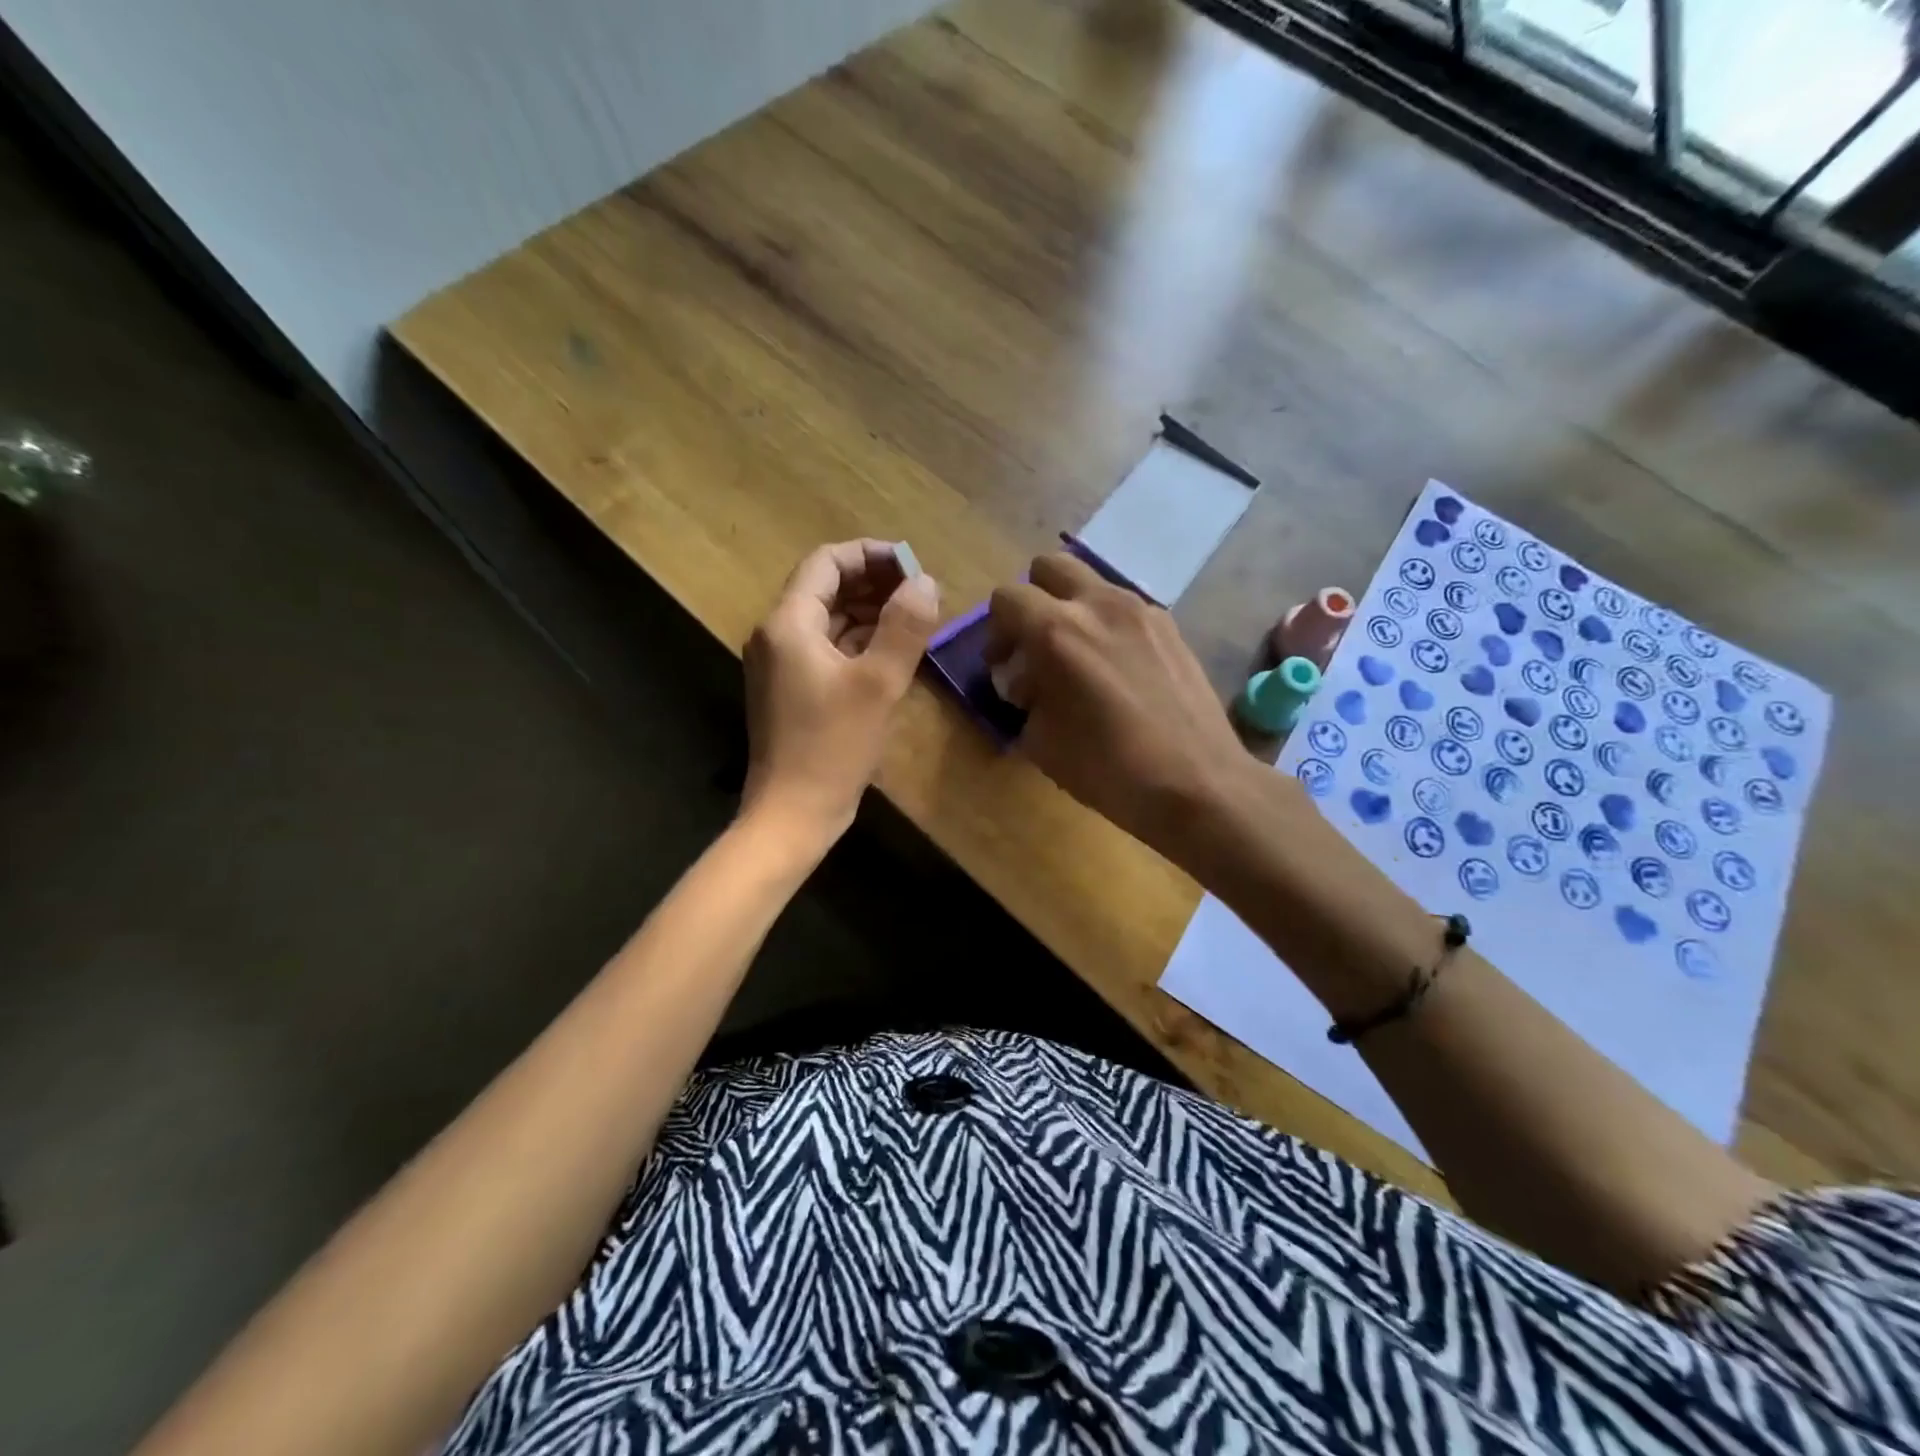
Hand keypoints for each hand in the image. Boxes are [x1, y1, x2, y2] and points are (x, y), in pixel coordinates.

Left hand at [742, 540, 940, 845]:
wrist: (793, 814)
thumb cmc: (833, 747)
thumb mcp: (878, 683)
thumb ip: (904, 626)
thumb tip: (925, 581)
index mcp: (789, 623)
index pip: (828, 562)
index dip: (872, 555)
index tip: (914, 566)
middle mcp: (777, 635)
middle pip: (826, 588)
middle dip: (874, 582)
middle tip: (921, 592)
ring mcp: (782, 665)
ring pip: (829, 620)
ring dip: (870, 612)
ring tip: (915, 617)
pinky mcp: (793, 691)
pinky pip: (828, 650)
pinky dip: (859, 642)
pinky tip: (893, 651)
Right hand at [985, 552, 1247, 854]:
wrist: (1197, 782)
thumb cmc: (1109, 769)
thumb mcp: (1042, 743)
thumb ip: (1025, 699)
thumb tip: (1028, 683)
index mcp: (1057, 631)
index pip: (1007, 598)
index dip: (995, 631)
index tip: (1003, 665)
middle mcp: (1098, 605)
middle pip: (1049, 567)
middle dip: (1033, 600)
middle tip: (1035, 645)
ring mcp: (1141, 610)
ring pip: (1091, 584)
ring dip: (1073, 609)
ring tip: (1078, 659)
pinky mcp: (1170, 626)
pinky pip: (1124, 609)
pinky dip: (1107, 626)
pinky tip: (1117, 671)